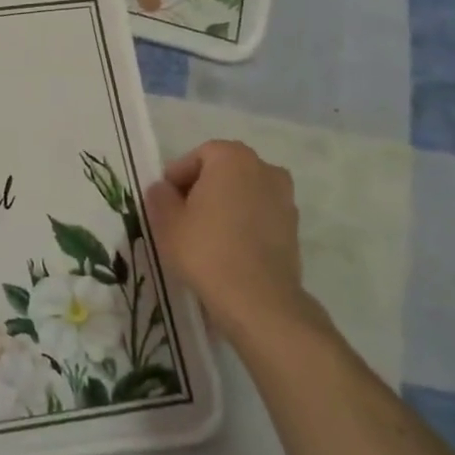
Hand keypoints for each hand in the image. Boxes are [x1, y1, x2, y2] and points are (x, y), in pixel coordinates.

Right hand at [144, 140, 318, 346]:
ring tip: (206, 234)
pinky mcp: (294, 227)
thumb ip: (160, 196)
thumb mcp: (166, 221)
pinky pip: (260, 214)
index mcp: (232, 158)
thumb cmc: (206, 250)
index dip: (178, 177)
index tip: (165, 202)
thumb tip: (164, 190)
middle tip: (182, 216)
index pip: (198, 155)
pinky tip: (228, 248)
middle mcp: (265, 168)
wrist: (258, 299)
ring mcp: (285, 198)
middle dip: (202, 188)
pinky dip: (244, 223)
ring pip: (244, 193)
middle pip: (224, 170)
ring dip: (225, 205)